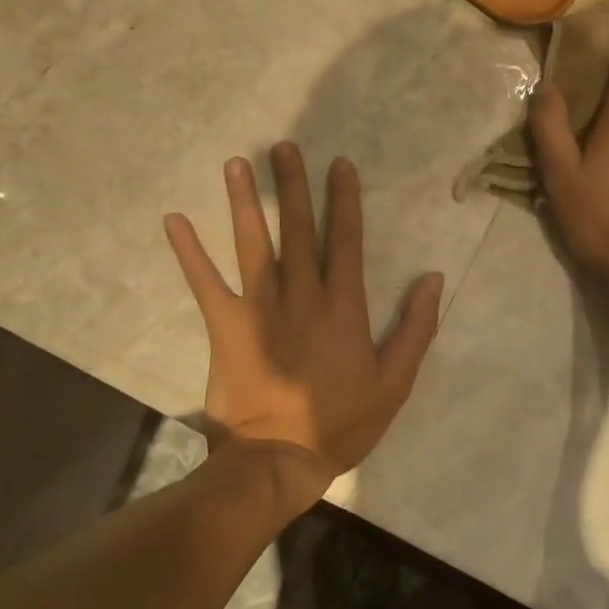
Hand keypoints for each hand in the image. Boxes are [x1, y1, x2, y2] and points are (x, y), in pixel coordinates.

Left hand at [164, 143, 443, 506]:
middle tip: (283, 147)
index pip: (345, 240)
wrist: (277, 461)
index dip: (343, 200)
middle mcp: (301, 296)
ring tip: (236, 164)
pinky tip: (175, 219)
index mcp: (343, 307)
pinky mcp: (226, 327)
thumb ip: (416, 328)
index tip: (338, 164)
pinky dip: (189, 252)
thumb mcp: (395, 382)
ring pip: (253, 245)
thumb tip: (433, 279)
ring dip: (244, 203)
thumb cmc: (340, 422)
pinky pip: (205, 283)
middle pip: (297, 230)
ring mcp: (259, 309)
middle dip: (292, 186)